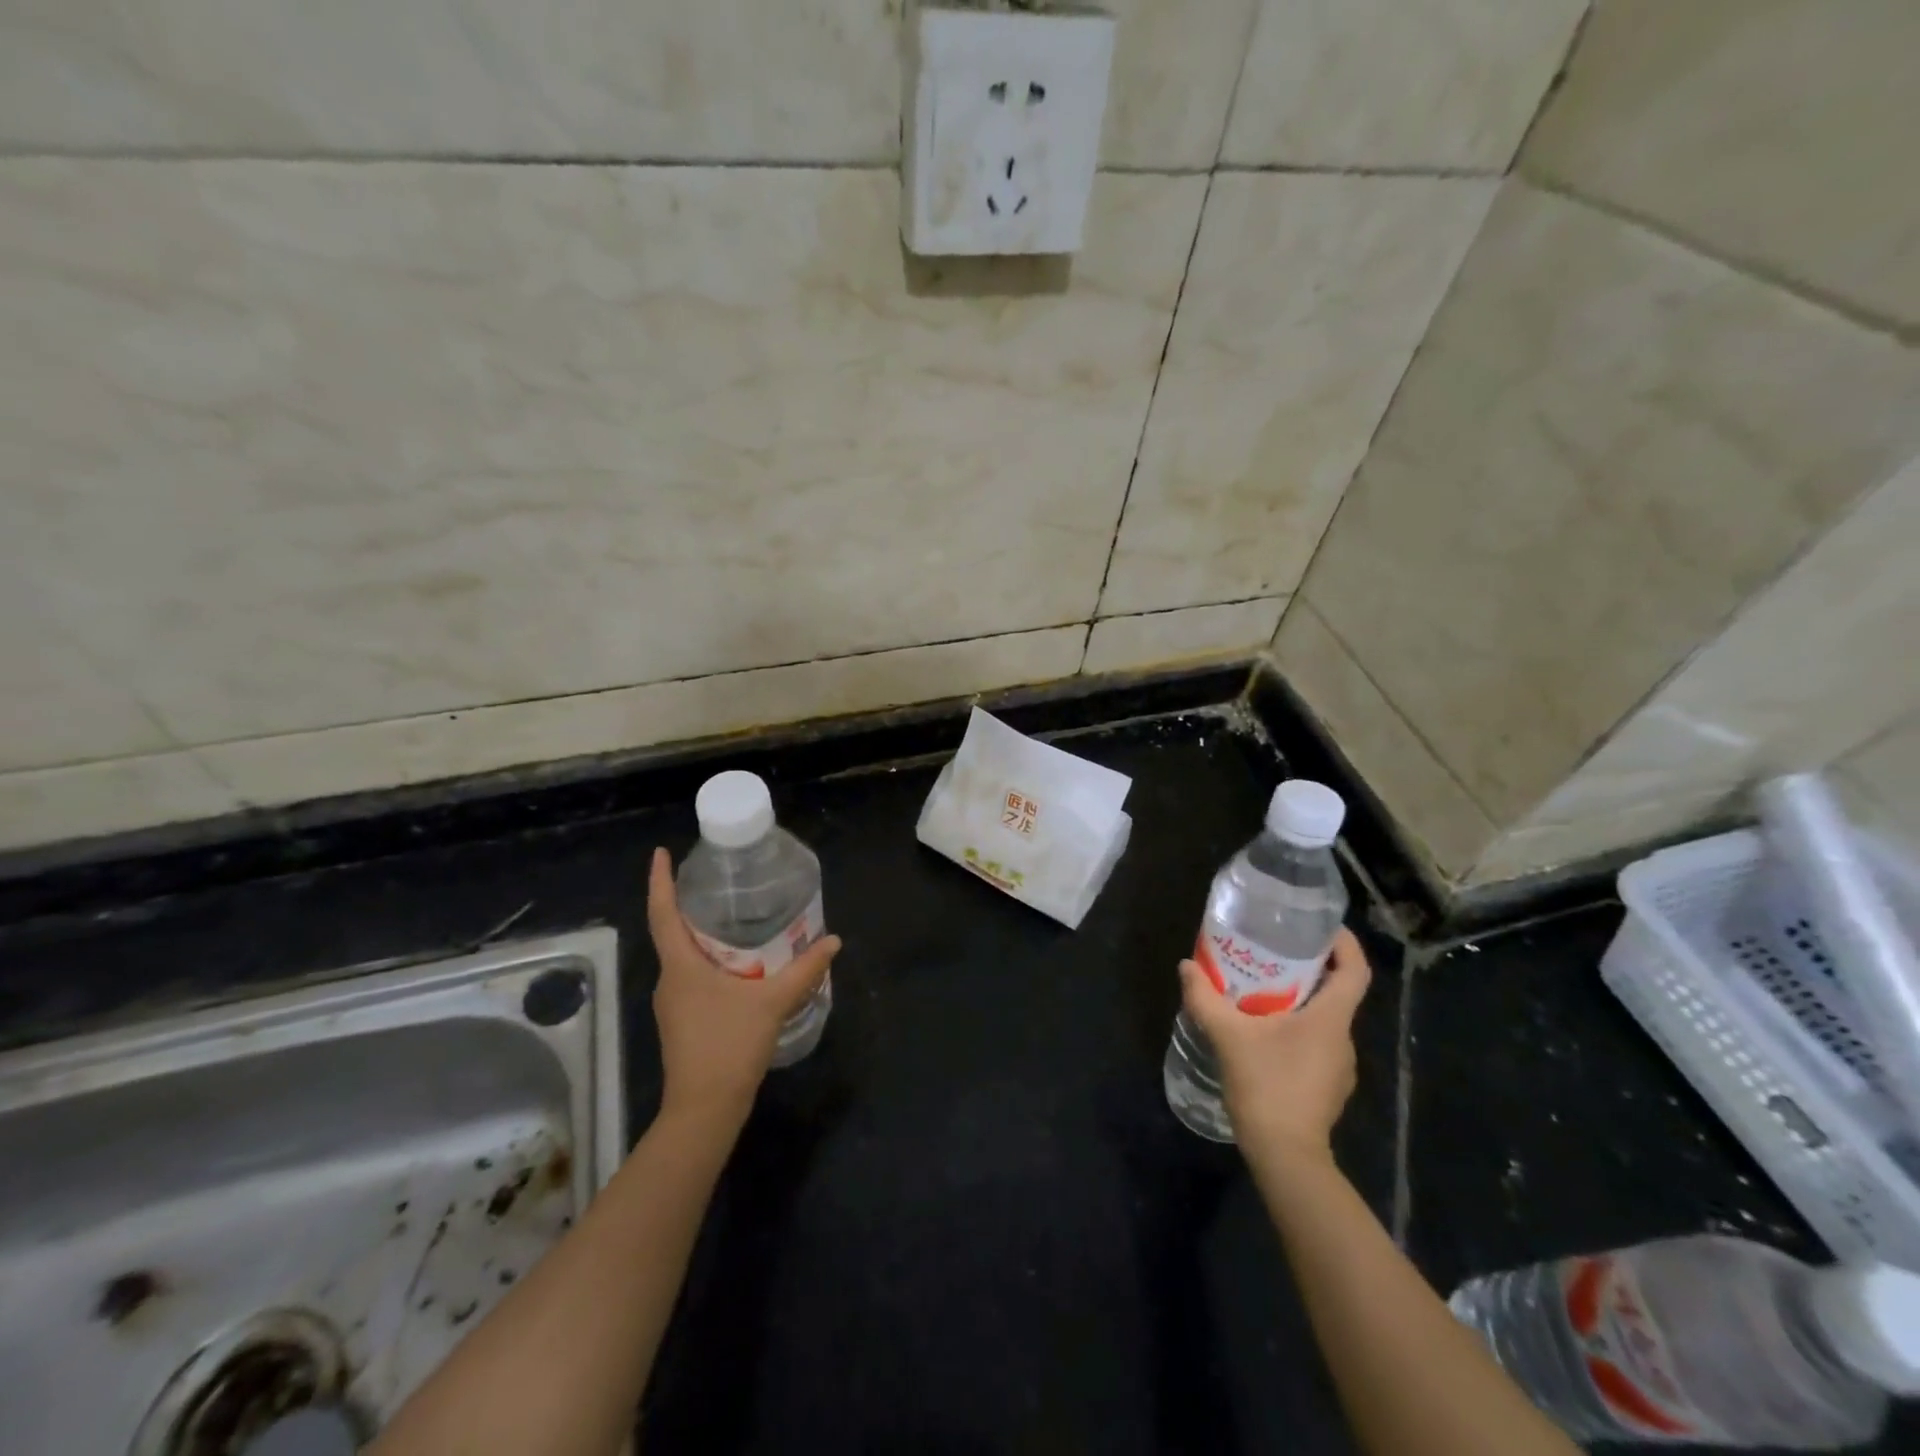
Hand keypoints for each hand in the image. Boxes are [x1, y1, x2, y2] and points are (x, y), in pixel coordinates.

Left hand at [646, 847, 841, 1130]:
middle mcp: (670, 980)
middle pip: (672, 932)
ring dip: (702, 934)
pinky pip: (693, 976)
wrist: (704, 1110)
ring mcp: (673, 1003)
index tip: (661, 853)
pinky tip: (740, 962)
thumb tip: (833, 940)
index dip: (659, 881)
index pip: (662, 913)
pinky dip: (711, 960)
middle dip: (688, 904)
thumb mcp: (772, 1003)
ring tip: (734, 915)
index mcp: (680, 966)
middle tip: (717, 880)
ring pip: (684, 956)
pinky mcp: (684, 1021)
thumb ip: (804, 970)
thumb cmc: (729, 1047)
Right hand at [1178, 927, 1371, 1159]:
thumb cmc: (1266, 1085)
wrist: (1286, 1156)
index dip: (1344, 943)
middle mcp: (1344, 1038)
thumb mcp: (1228, 1035)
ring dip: (1301, 1001)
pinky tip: (1264, 1034)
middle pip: (1338, 992)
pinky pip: (1317, 1044)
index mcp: (1331, 1019)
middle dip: (1310, 968)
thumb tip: (1186, 966)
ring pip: (1325, 1020)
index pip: (1356, 970)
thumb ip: (1205, 998)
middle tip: (1274, 953)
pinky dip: (1297, 1029)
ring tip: (1262, 990)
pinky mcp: (1329, 1086)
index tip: (1320, 926)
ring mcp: (1340, 1066)